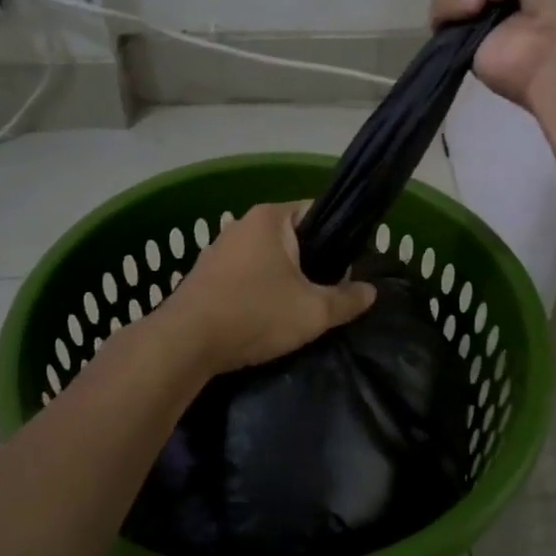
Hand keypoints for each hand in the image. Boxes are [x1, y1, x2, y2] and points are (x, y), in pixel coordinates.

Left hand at [165, 201, 376, 373]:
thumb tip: (371, 291)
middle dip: (313, 263)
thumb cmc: (255, 314)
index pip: (318, 212)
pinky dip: (260, 290)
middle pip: (293, 237)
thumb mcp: (314, 312)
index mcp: (271, 218)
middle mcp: (242, 224)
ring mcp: (219, 248)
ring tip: (299, 309)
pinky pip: (245, 275)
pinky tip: (266, 317)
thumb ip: (347, 300)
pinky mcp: (204, 274)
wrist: (185, 343)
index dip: (340, 238)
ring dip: (285, 279)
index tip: (352, 267)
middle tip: (330, 293)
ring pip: (267, 258)